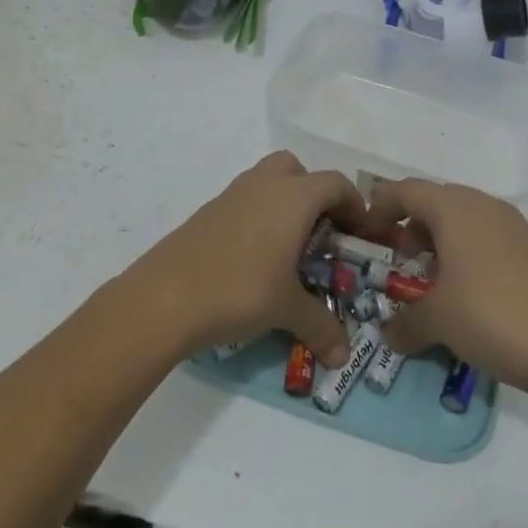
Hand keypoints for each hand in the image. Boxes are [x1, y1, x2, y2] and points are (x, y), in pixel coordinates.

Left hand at [130, 151, 368, 365]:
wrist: (166, 295)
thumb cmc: (240, 289)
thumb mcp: (287, 310)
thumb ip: (321, 327)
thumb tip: (343, 356)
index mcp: (293, 196)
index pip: (335, 184)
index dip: (355, 207)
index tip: (361, 237)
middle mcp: (265, 184)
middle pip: (298, 170)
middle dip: (314, 195)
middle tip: (321, 234)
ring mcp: (232, 194)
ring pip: (267, 181)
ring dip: (284, 204)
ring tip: (288, 249)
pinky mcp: (208, 211)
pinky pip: (244, 201)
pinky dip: (257, 218)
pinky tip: (253, 259)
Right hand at [374, 179, 527, 397]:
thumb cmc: (491, 316)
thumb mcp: (437, 321)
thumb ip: (405, 323)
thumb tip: (389, 335)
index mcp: (454, 208)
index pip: (406, 190)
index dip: (380, 206)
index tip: (366, 232)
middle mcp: (482, 206)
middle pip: (435, 201)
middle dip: (410, 224)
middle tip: (397, 257)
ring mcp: (513, 226)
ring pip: (463, 218)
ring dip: (440, 239)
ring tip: (430, 276)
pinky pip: (486, 237)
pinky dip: (466, 252)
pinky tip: (466, 290)